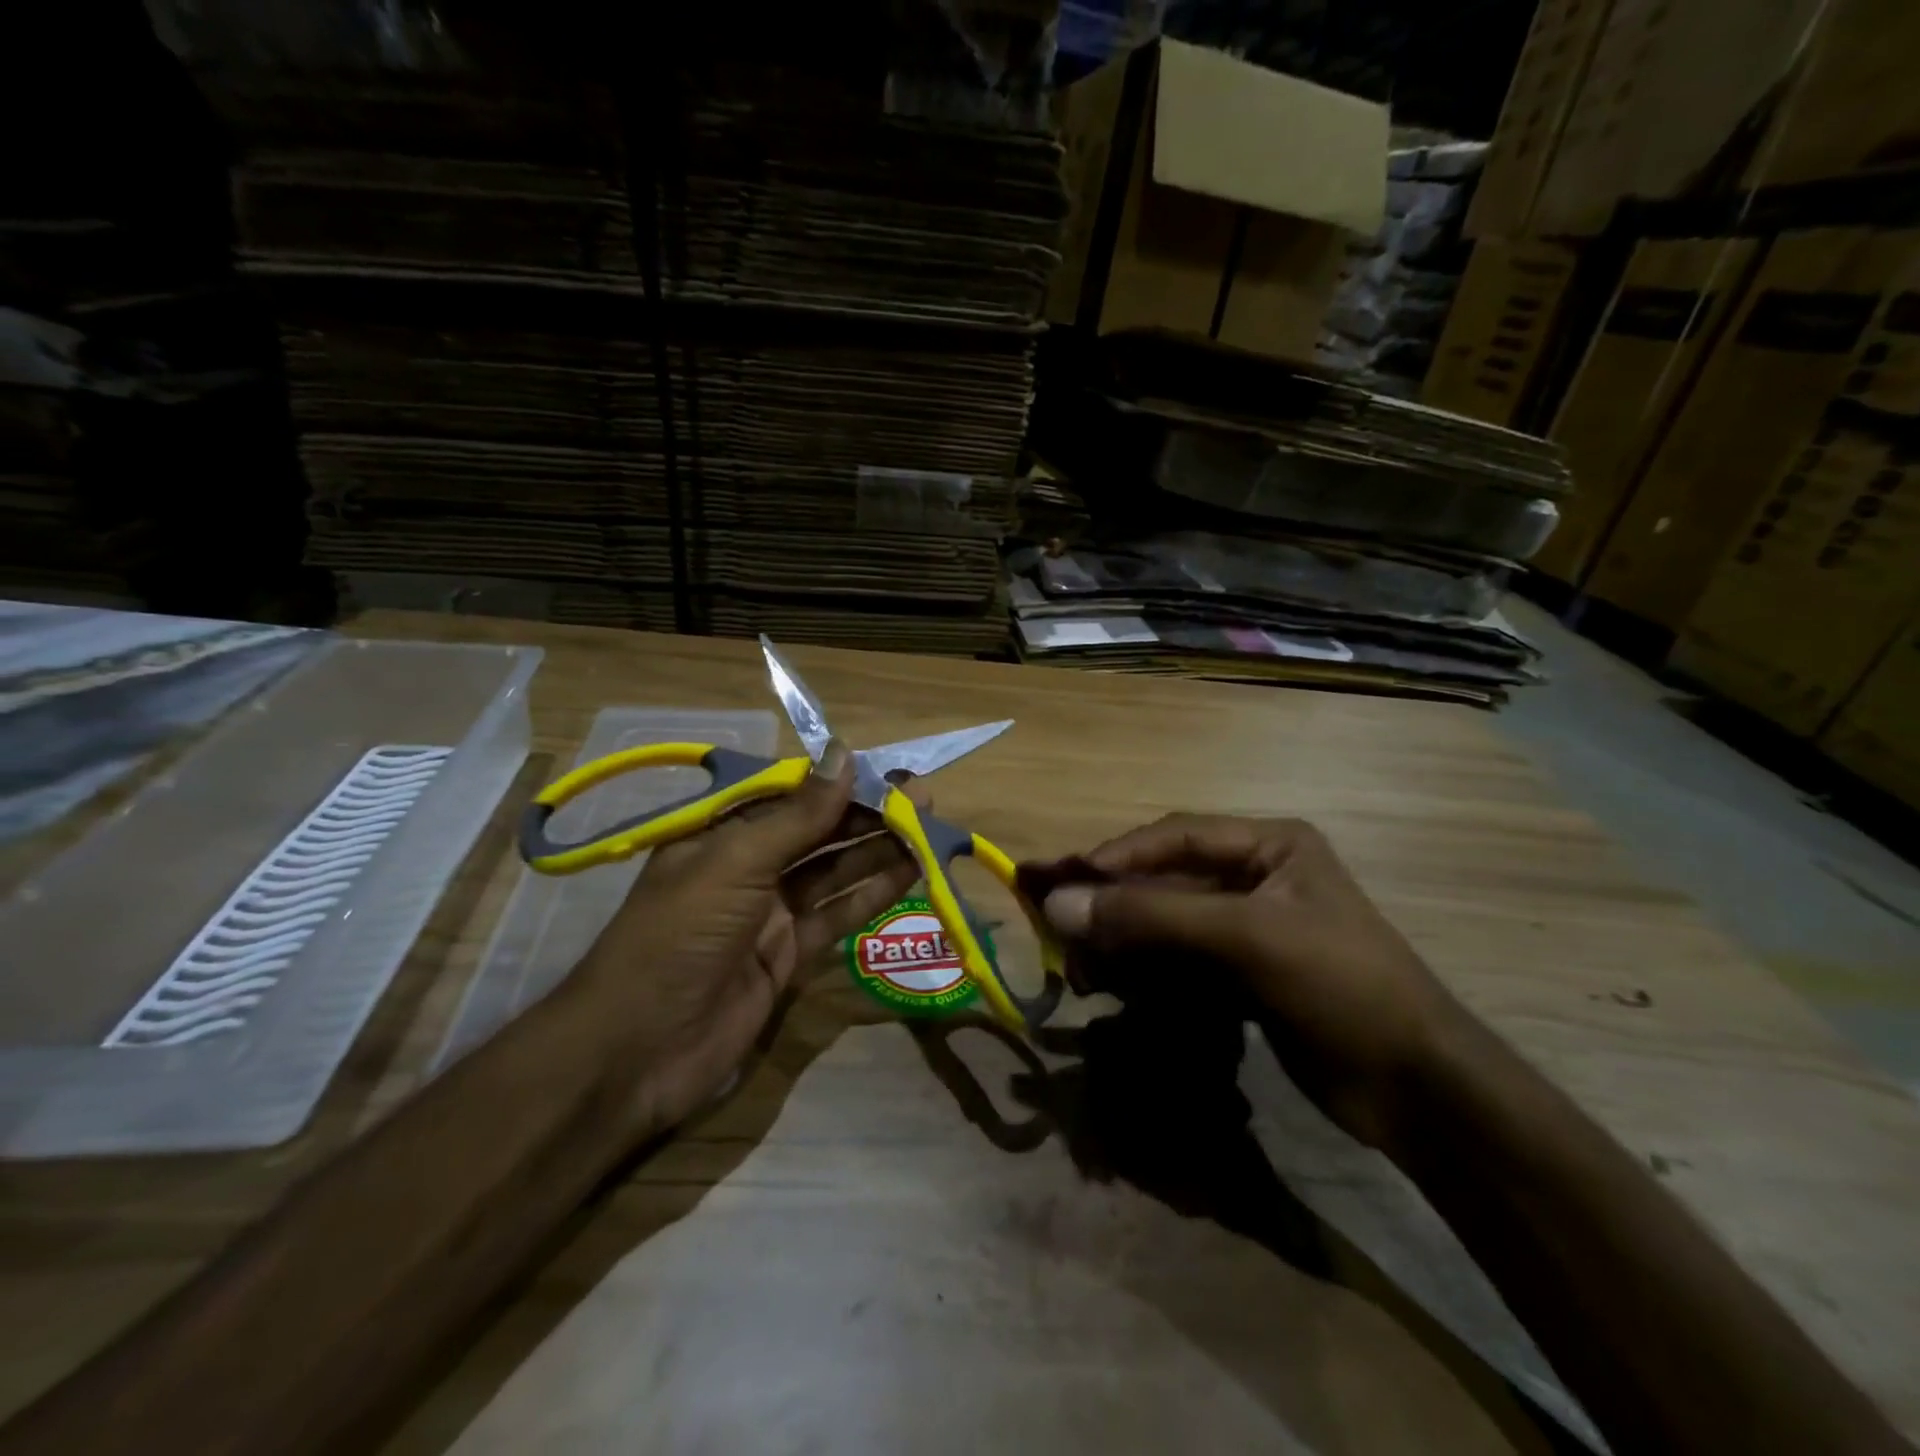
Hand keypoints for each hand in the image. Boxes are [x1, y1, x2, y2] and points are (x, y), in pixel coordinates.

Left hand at [562, 740, 918, 1135]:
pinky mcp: (789, 954)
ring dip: (876, 849)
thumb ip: (797, 816)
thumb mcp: (734, 864)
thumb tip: (846, 755)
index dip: (840, 781)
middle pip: (817, 830)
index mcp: (720, 833)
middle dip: (867, 813)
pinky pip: (836, 914)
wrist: (637, 1051)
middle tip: (922, 798)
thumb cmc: (677, 937)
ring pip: (832, 870)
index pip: (790, 794)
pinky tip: (909, 873)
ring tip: (927, 829)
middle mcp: (746, 866)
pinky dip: (871, 893)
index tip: (890, 772)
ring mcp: (769, 912)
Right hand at [1025, 814, 1465, 1149]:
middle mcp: (1256, 877)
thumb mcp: (1246, 939)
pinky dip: (1146, 974)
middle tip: (1060, 930)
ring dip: (1124, 945)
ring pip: (1167, 925)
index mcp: (1269, 846)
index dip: (1115, 857)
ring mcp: (1250, 929)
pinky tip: (1115, 991)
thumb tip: (1057, 903)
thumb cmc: (1340, 986)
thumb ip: (1151, 917)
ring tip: (1081, 970)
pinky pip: (1180, 962)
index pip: (1174, 837)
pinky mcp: (1245, 975)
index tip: (1062, 882)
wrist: (1419, 1092)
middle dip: (1114, 907)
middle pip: (1165, 881)